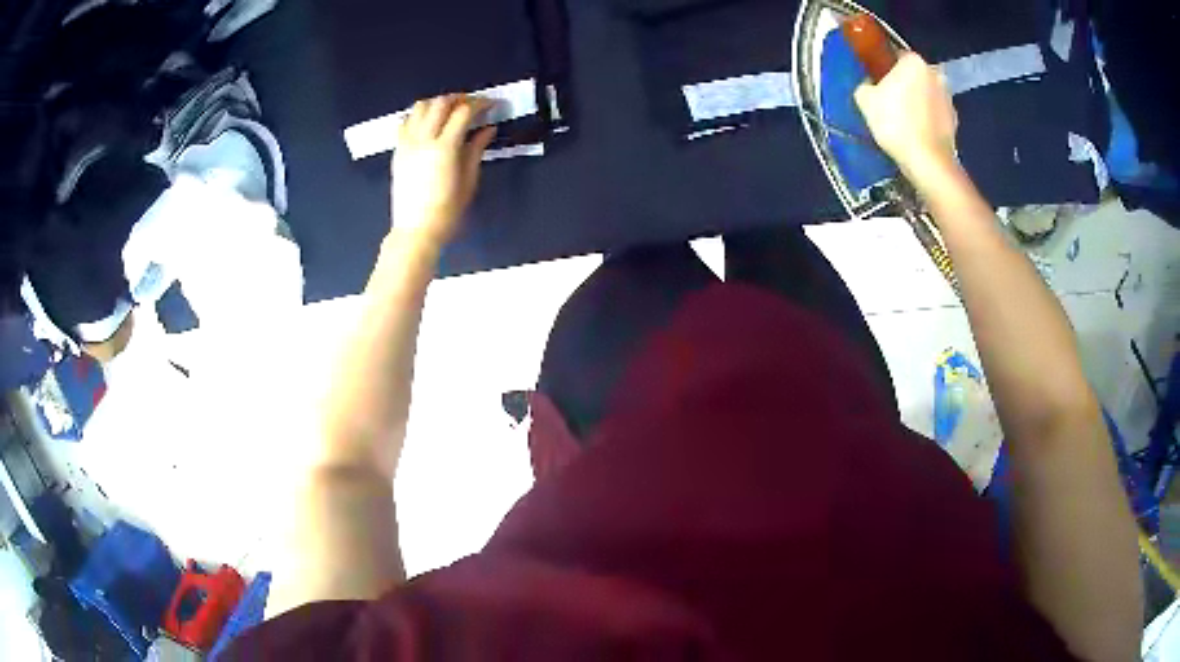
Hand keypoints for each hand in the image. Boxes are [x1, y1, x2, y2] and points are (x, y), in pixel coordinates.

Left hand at [390, 95, 496, 248]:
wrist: (415, 230)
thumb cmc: (447, 211)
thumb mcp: (469, 181)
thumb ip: (476, 149)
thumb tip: (488, 129)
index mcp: (445, 148)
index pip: (464, 112)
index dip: (480, 103)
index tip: (491, 105)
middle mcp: (423, 140)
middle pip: (441, 102)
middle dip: (460, 98)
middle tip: (473, 104)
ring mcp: (407, 144)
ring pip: (420, 107)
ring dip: (438, 103)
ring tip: (450, 111)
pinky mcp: (398, 151)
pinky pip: (405, 121)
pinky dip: (419, 115)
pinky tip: (428, 122)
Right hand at [854, 52, 957, 177]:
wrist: (927, 161)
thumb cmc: (895, 123)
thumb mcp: (864, 99)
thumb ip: (865, 85)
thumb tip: (870, 85)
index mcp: (914, 61)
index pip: (894, 55)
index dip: (883, 68)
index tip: (876, 82)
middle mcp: (935, 73)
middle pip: (913, 75)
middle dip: (903, 84)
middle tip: (888, 102)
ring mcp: (948, 97)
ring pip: (926, 94)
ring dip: (916, 102)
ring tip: (903, 121)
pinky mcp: (955, 120)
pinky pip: (935, 114)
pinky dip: (927, 119)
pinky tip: (916, 133)